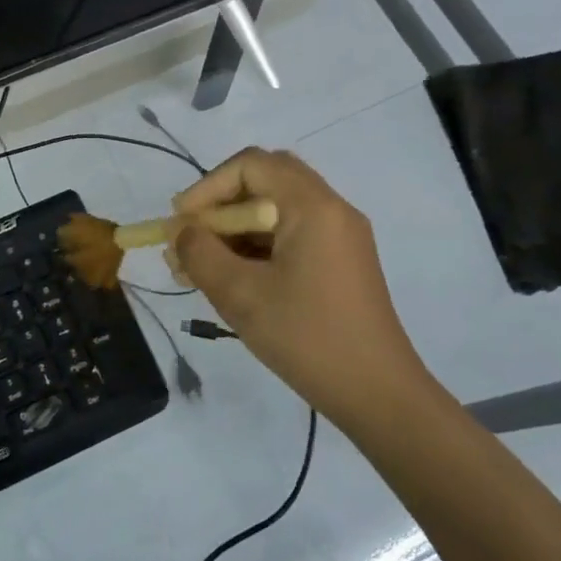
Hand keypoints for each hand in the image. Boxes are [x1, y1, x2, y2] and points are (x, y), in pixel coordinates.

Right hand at [168, 148, 429, 426]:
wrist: (379, 395)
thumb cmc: (308, 339)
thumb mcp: (242, 296)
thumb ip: (201, 254)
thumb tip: (182, 232)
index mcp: (313, 207)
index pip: (251, 165)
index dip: (208, 186)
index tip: (181, 222)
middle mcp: (332, 209)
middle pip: (266, 180)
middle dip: (221, 204)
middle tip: (192, 236)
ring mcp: (340, 236)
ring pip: (277, 209)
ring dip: (236, 228)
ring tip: (200, 266)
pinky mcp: (341, 261)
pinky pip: (291, 235)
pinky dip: (257, 246)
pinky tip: (232, 278)